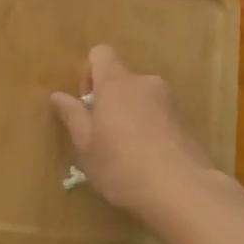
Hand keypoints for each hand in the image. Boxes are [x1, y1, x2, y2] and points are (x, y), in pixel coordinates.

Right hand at [51, 45, 220, 223]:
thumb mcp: (86, 145)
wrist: (182, 190)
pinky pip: (159, 116)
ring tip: (127, 153)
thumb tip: (57, 95)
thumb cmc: (122, 165)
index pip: (101, 53)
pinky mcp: (186, 122)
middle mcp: (144, 83)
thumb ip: (72, 116)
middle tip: (102, 136)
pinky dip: (150, 129)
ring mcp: (169, 101)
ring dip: (131, 116)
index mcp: (116, 83)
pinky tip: (148, 160)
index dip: (89, 73)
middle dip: (110, 101)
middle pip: (122, 79)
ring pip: (141, 99)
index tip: (87, 104)